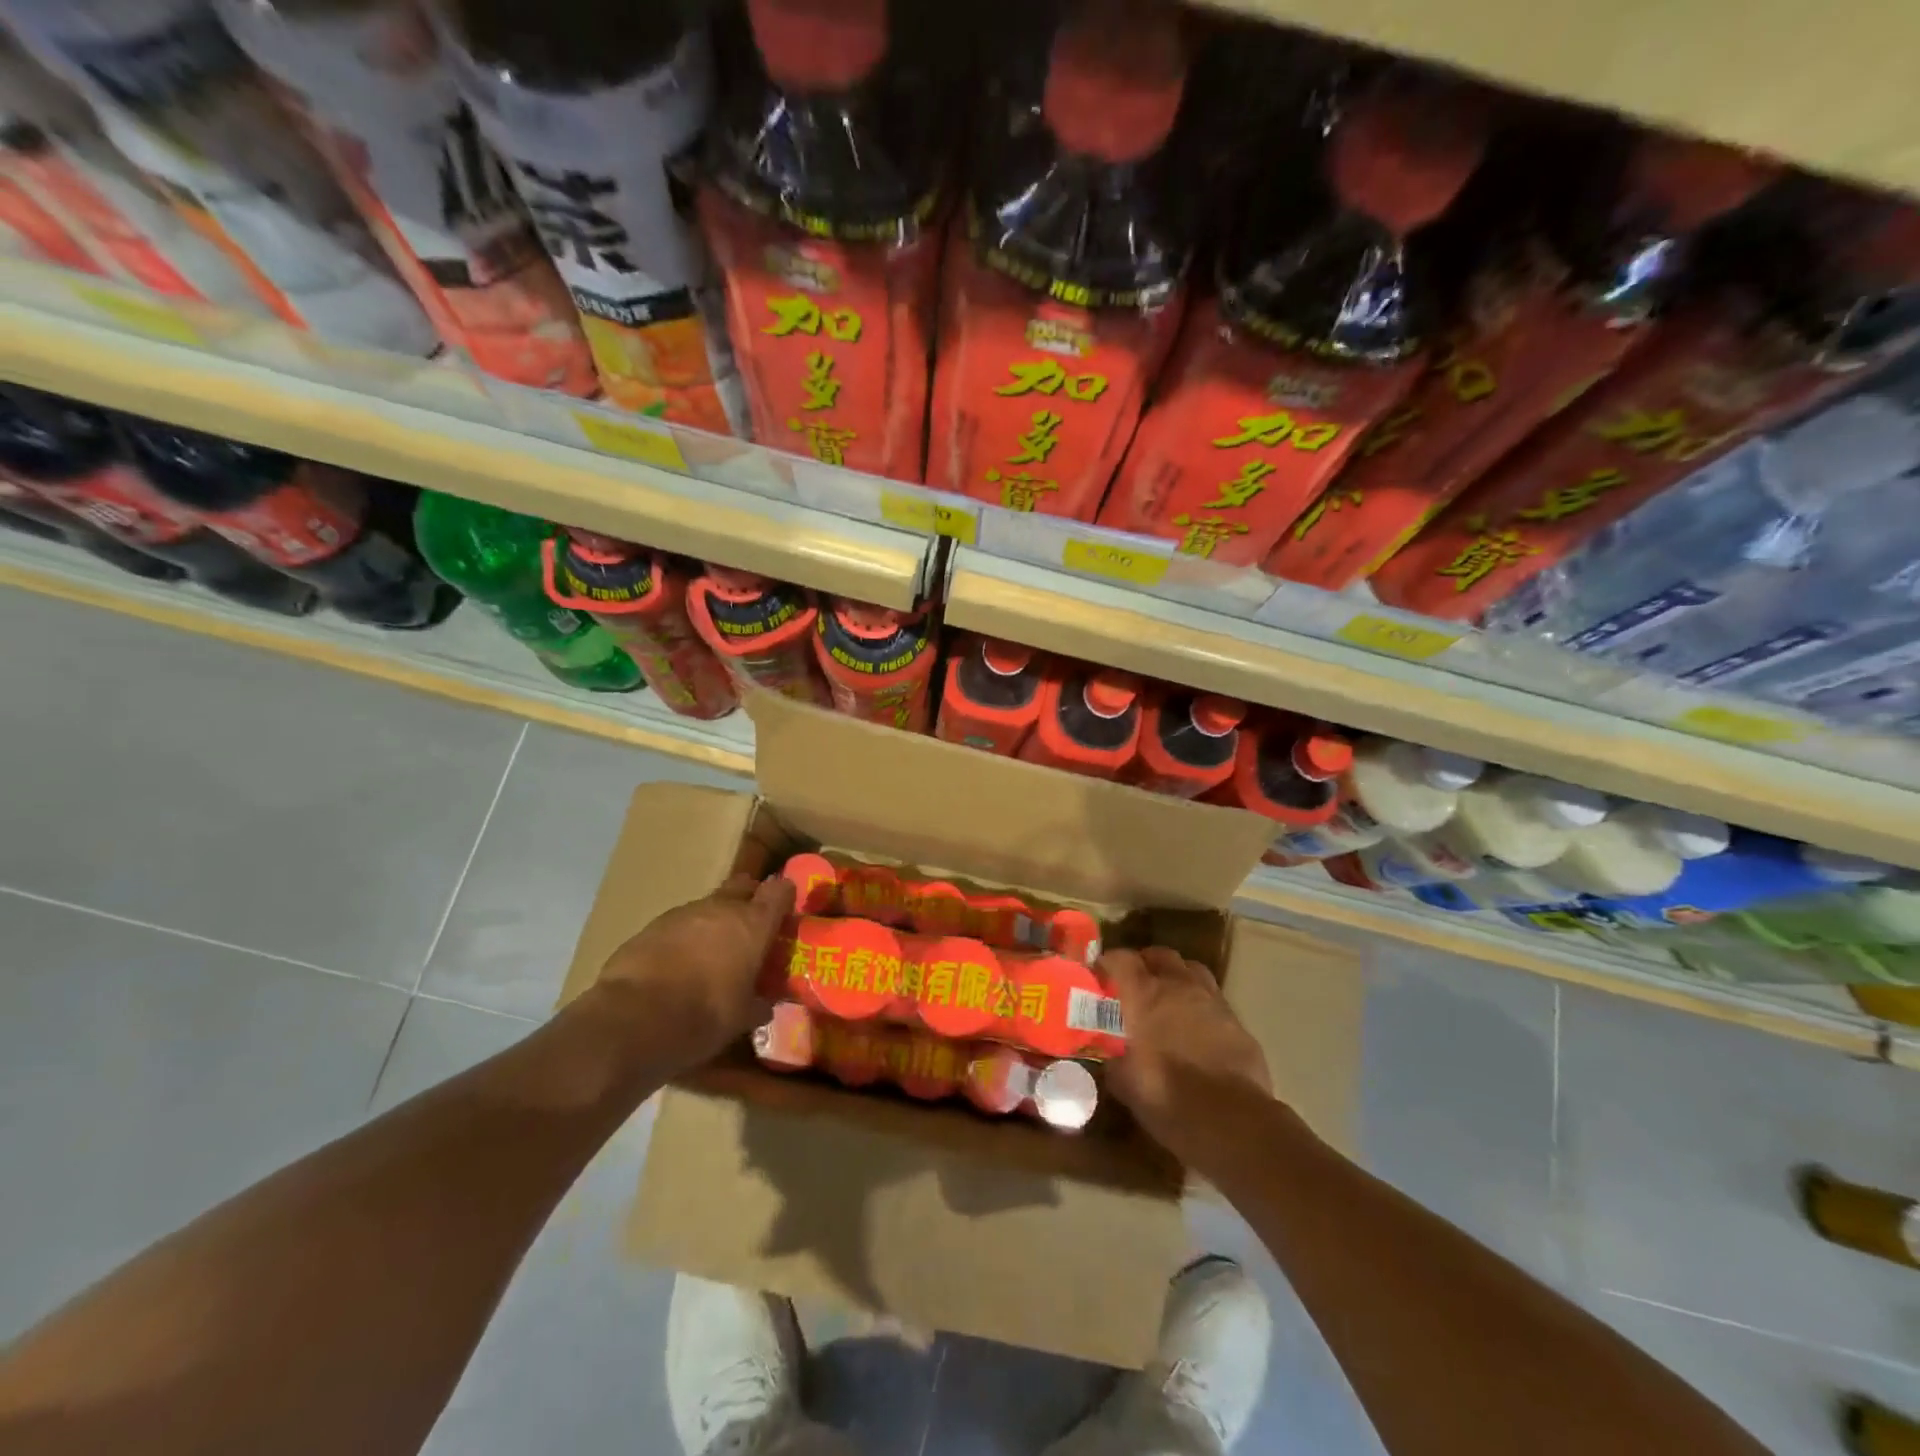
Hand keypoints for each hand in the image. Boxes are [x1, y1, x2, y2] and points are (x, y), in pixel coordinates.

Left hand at [590, 873, 796, 1073]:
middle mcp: (721, 908)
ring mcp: (683, 913)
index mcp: (753, 924)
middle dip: (749, 899)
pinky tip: (677, 965)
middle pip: (743, 886)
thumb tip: (764, 1005)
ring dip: (713, 922)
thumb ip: (757, 1004)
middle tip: (750, 926)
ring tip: (710, 953)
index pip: (779, 891)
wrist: (634, 1018)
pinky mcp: (651, 926)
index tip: (786, 910)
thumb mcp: (741, 1018)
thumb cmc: (704, 1015)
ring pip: (707, 907)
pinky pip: (677, 925)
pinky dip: (683, 938)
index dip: (785, 897)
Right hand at [1102, 947, 1271, 1151]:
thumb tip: (1111, 1058)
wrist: (1232, 1121)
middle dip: (1146, 963)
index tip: (1099, 974)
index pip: (1121, 959)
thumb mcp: (1127, 1084)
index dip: (1108, 962)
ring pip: (1192, 970)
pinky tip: (1197, 1028)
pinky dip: (1200, 1004)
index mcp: (1144, 995)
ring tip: (1168, 998)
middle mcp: (1178, 987)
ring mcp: (1212, 1001)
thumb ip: (1115, 1063)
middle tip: (1135, 984)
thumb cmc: (1169, 1097)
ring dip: (1177, 977)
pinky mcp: (1237, 1021)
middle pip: (1161, 955)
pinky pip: (1214, 999)